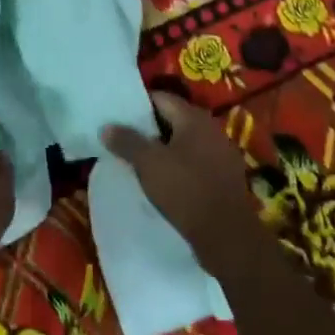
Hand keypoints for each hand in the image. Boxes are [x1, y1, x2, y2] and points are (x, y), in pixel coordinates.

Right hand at [105, 92, 264, 277]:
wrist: (227, 236)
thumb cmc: (185, 191)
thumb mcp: (148, 163)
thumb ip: (126, 141)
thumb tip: (107, 126)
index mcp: (194, 118)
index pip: (161, 98)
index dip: (138, 105)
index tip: (118, 116)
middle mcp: (212, 129)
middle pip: (174, 120)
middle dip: (149, 129)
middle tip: (124, 139)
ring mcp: (222, 154)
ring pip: (185, 143)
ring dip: (164, 149)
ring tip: (139, 161)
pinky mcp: (225, 178)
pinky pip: (196, 163)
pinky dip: (178, 167)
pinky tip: (163, 181)